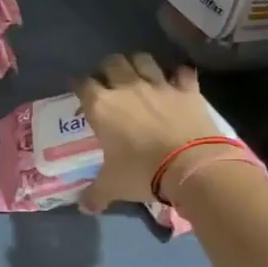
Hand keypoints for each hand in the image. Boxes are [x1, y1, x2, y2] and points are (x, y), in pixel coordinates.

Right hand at [71, 52, 250, 211]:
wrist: (191, 166)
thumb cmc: (141, 172)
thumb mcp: (112, 186)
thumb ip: (95, 194)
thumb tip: (83, 207)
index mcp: (102, 107)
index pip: (82, 84)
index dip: (77, 84)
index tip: (76, 89)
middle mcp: (127, 88)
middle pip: (112, 63)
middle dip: (106, 68)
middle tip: (106, 81)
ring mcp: (159, 85)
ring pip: (143, 59)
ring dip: (137, 64)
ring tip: (137, 74)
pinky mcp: (187, 90)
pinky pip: (182, 73)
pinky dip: (178, 75)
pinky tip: (176, 82)